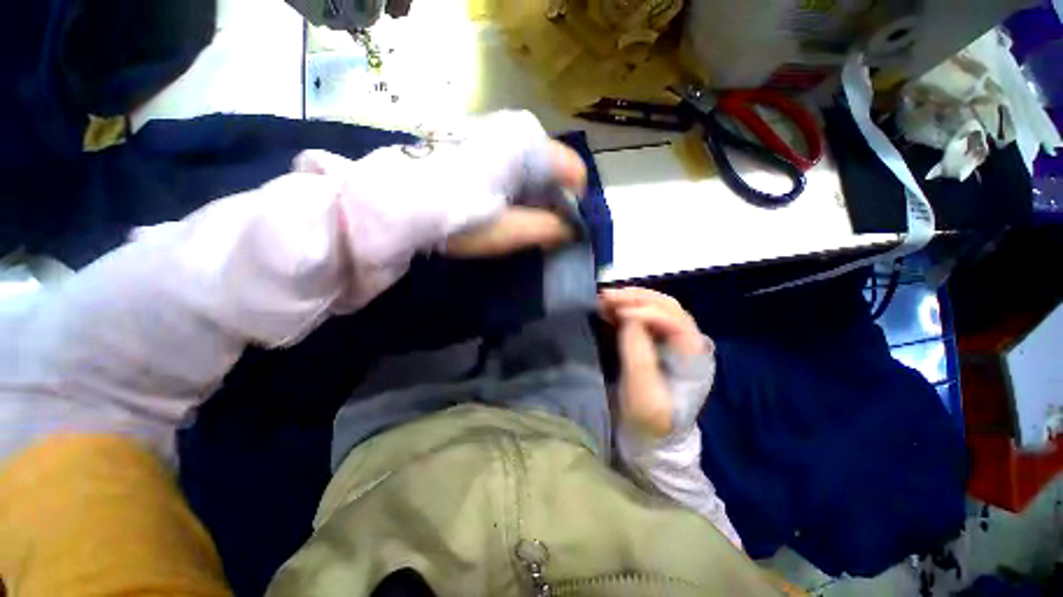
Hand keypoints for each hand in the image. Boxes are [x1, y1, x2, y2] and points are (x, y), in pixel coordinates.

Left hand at [443, 141, 586, 256]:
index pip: (573, 171)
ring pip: (529, 165)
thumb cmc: (459, 215)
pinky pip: (507, 161)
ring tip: (511, 218)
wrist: (394, 201)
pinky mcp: (471, 139)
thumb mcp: (509, 230)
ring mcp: (491, 129)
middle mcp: (514, 127)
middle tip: (532, 225)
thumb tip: (570, 230)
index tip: (559, 226)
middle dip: (548, 199)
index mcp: (529, 144)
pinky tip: (492, 202)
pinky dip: (510, 184)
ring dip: (529, 194)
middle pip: (551, 168)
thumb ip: (548, 229)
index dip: (572, 203)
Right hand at [600, 287, 708, 437]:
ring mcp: (671, 341)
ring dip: (629, 300)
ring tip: (604, 299)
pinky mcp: (656, 343)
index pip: (674, 319)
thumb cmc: (649, 420)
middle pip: (666, 305)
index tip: (618, 314)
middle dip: (635, 297)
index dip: (646, 311)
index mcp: (693, 355)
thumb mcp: (643, 393)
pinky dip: (624, 309)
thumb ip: (638, 352)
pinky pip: (643, 317)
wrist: (650, 439)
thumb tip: (629, 318)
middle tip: (607, 297)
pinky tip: (608, 309)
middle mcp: (687, 342)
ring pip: (654, 307)